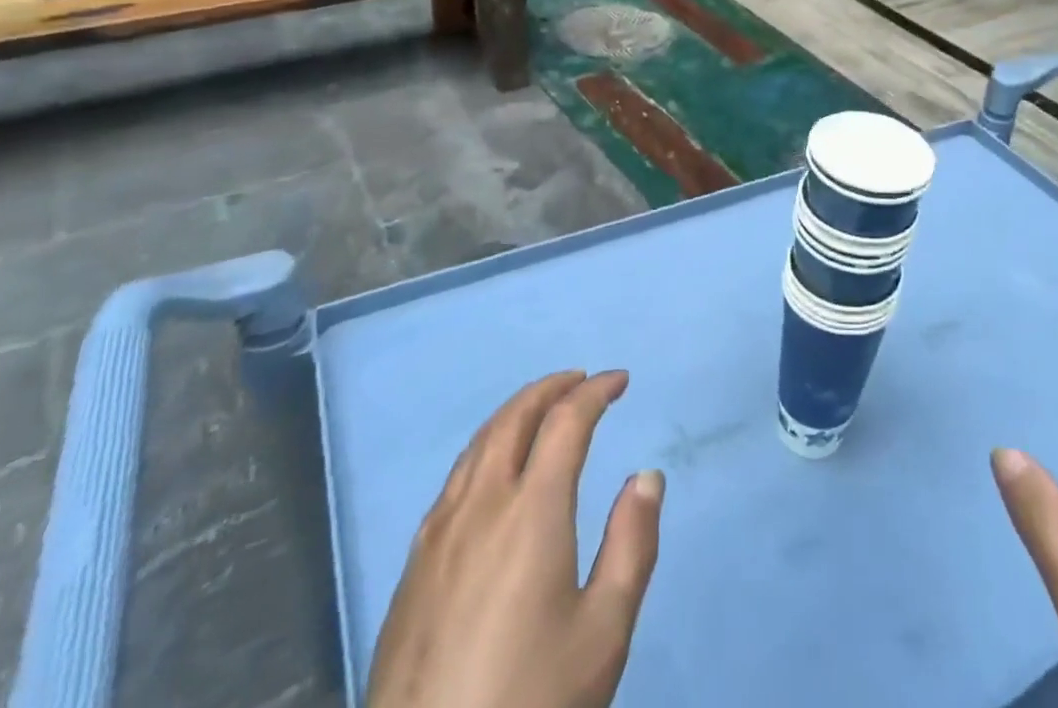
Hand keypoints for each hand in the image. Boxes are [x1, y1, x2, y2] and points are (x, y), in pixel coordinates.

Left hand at [368, 370, 663, 707]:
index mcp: (532, 512)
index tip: (620, 381)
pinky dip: (484, 449)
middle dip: (551, 388)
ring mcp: (438, 536)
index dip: (595, 391)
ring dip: (515, 413)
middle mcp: (481, 506)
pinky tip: (493, 473)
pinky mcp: (412, 569)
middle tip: (580, 381)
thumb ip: (631, 545)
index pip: (566, 421)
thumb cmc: (531, 704)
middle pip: (514, 418)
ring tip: (541, 412)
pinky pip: (454, 480)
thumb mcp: (603, 633)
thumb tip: (646, 476)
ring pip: (478, 444)